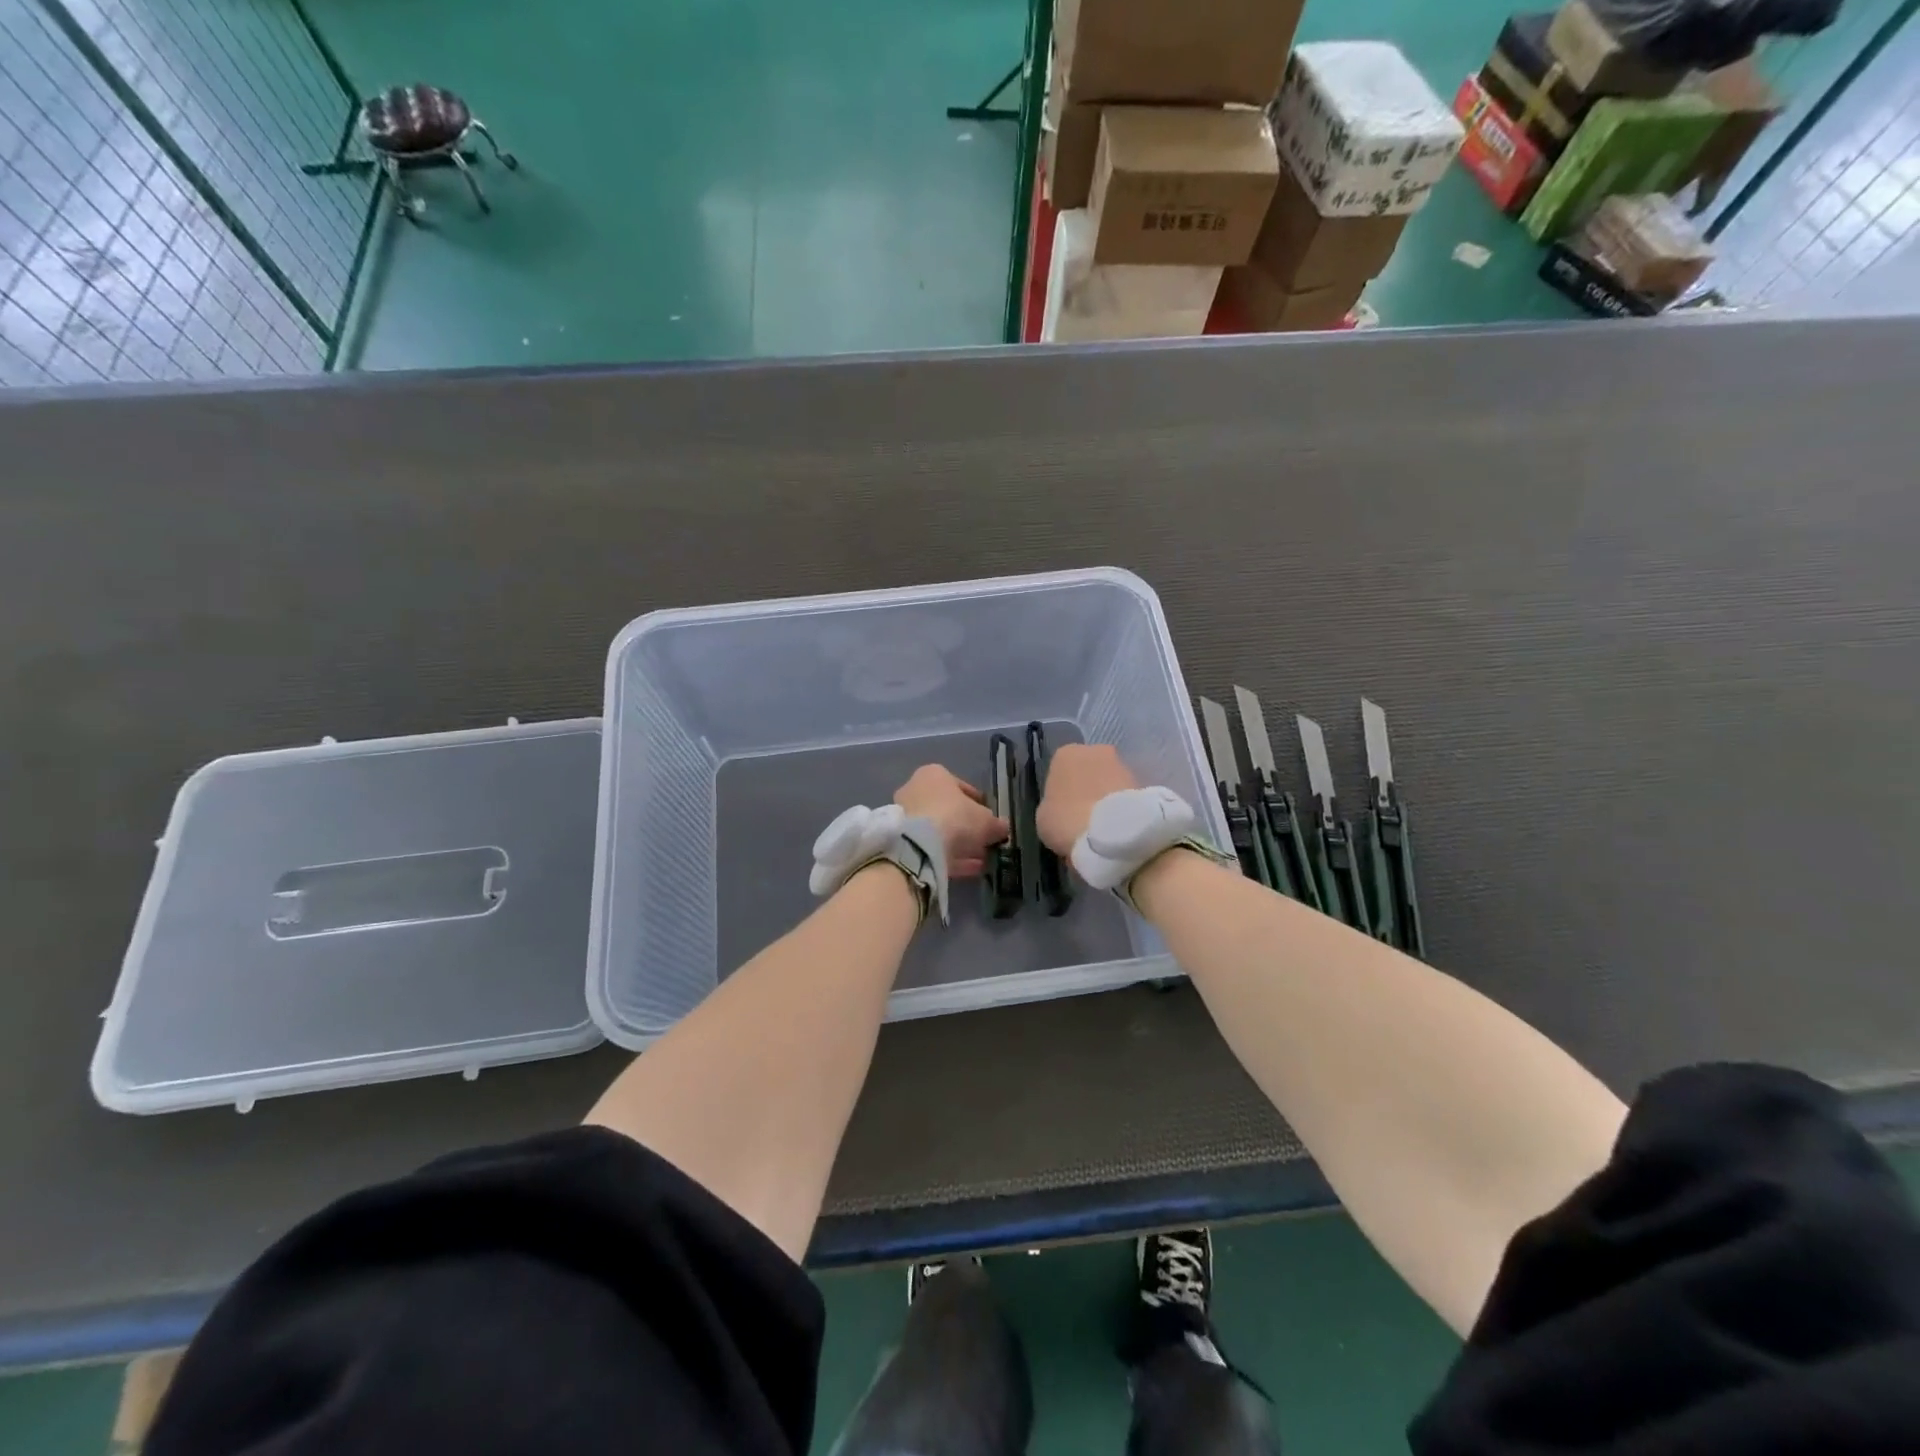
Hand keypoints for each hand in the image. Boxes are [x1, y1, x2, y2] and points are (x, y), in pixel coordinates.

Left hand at [894, 766, 1008, 878]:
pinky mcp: (901, 840)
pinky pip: (930, 847)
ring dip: (958, 844)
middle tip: (983, 841)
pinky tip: (968, 869)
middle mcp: (915, 790)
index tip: (989, 818)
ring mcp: (905, 816)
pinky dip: (949, 856)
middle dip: (966, 826)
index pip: (960, 787)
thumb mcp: (986, 821)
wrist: (918, 844)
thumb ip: (996, 824)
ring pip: (937, 831)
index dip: (978, 804)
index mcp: (934, 774)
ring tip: (980, 859)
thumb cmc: (955, 817)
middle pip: (947, 809)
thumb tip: (1003, 828)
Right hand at [1036, 744, 1138, 855]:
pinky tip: (1117, 829)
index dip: (1061, 791)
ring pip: (1109, 781)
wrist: (1111, 833)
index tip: (1062, 810)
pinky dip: (1121, 807)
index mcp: (1065, 753)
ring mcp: (1122, 765)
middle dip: (1087, 788)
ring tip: (1103, 827)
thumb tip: (1063, 808)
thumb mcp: (1044, 816)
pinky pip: (1124, 796)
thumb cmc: (1066, 820)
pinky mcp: (1143, 784)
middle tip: (1083, 816)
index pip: (1060, 768)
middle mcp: (1096, 750)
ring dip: (1106, 798)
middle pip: (1088, 770)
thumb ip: (1052, 804)